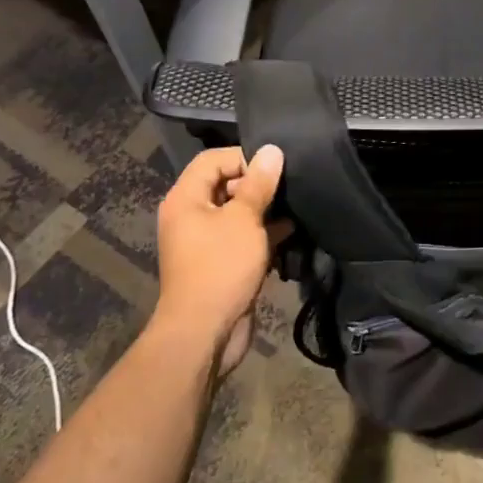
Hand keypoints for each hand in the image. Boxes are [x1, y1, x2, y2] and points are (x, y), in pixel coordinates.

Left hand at [153, 144, 285, 375]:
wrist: (205, 332)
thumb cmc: (221, 267)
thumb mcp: (244, 219)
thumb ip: (259, 184)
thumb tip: (271, 150)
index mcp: (186, 198)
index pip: (213, 160)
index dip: (244, 158)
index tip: (275, 167)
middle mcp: (191, 215)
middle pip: (225, 184)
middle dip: (258, 185)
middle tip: (289, 186)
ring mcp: (206, 241)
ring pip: (238, 213)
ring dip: (265, 210)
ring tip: (296, 206)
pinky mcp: (222, 263)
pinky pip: (243, 238)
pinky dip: (264, 234)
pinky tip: (292, 232)